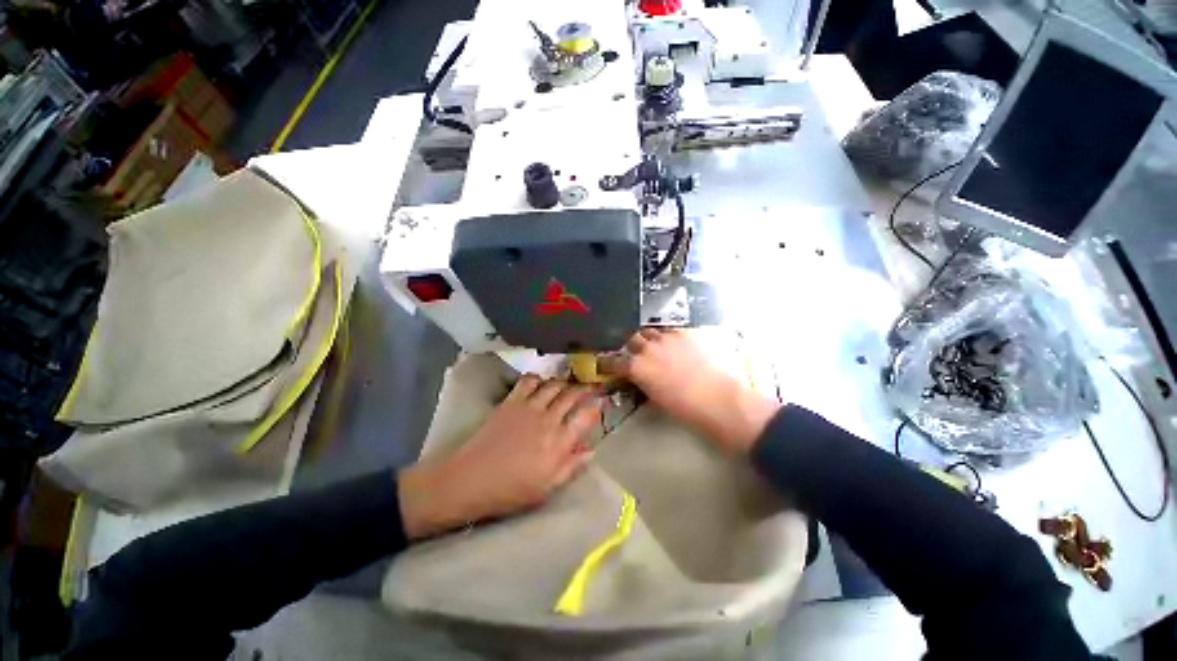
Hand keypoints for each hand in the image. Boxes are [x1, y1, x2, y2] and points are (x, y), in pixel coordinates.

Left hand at [398, 376, 599, 539]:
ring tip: (569, 383)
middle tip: (591, 385)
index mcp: (559, 443)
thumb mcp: (546, 488)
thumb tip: (591, 451)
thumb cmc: (510, 490)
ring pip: (554, 385)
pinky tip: (541, 382)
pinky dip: (539, 378)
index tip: (601, 402)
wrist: (470, 480)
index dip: (596, 406)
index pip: (586, 416)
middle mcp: (548, 419)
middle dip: (585, 388)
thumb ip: (572, 467)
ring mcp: (529, 407)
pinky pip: (530, 381)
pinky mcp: (511, 401)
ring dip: (564, 382)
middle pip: (572, 395)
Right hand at [600, 329, 779, 453]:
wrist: (719, 399)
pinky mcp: (685, 332)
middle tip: (635, 353)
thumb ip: (641, 382)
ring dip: (648, 339)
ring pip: (649, 331)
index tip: (605, 363)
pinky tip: (673, 344)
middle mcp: (648, 348)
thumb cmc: (684, 408)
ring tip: (654, 346)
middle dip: (630, 346)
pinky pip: (669, 330)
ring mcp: (667, 337)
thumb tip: (637, 377)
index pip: (612, 361)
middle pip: (631, 339)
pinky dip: (667, 337)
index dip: (607, 362)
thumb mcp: (654, 398)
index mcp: (637, 367)